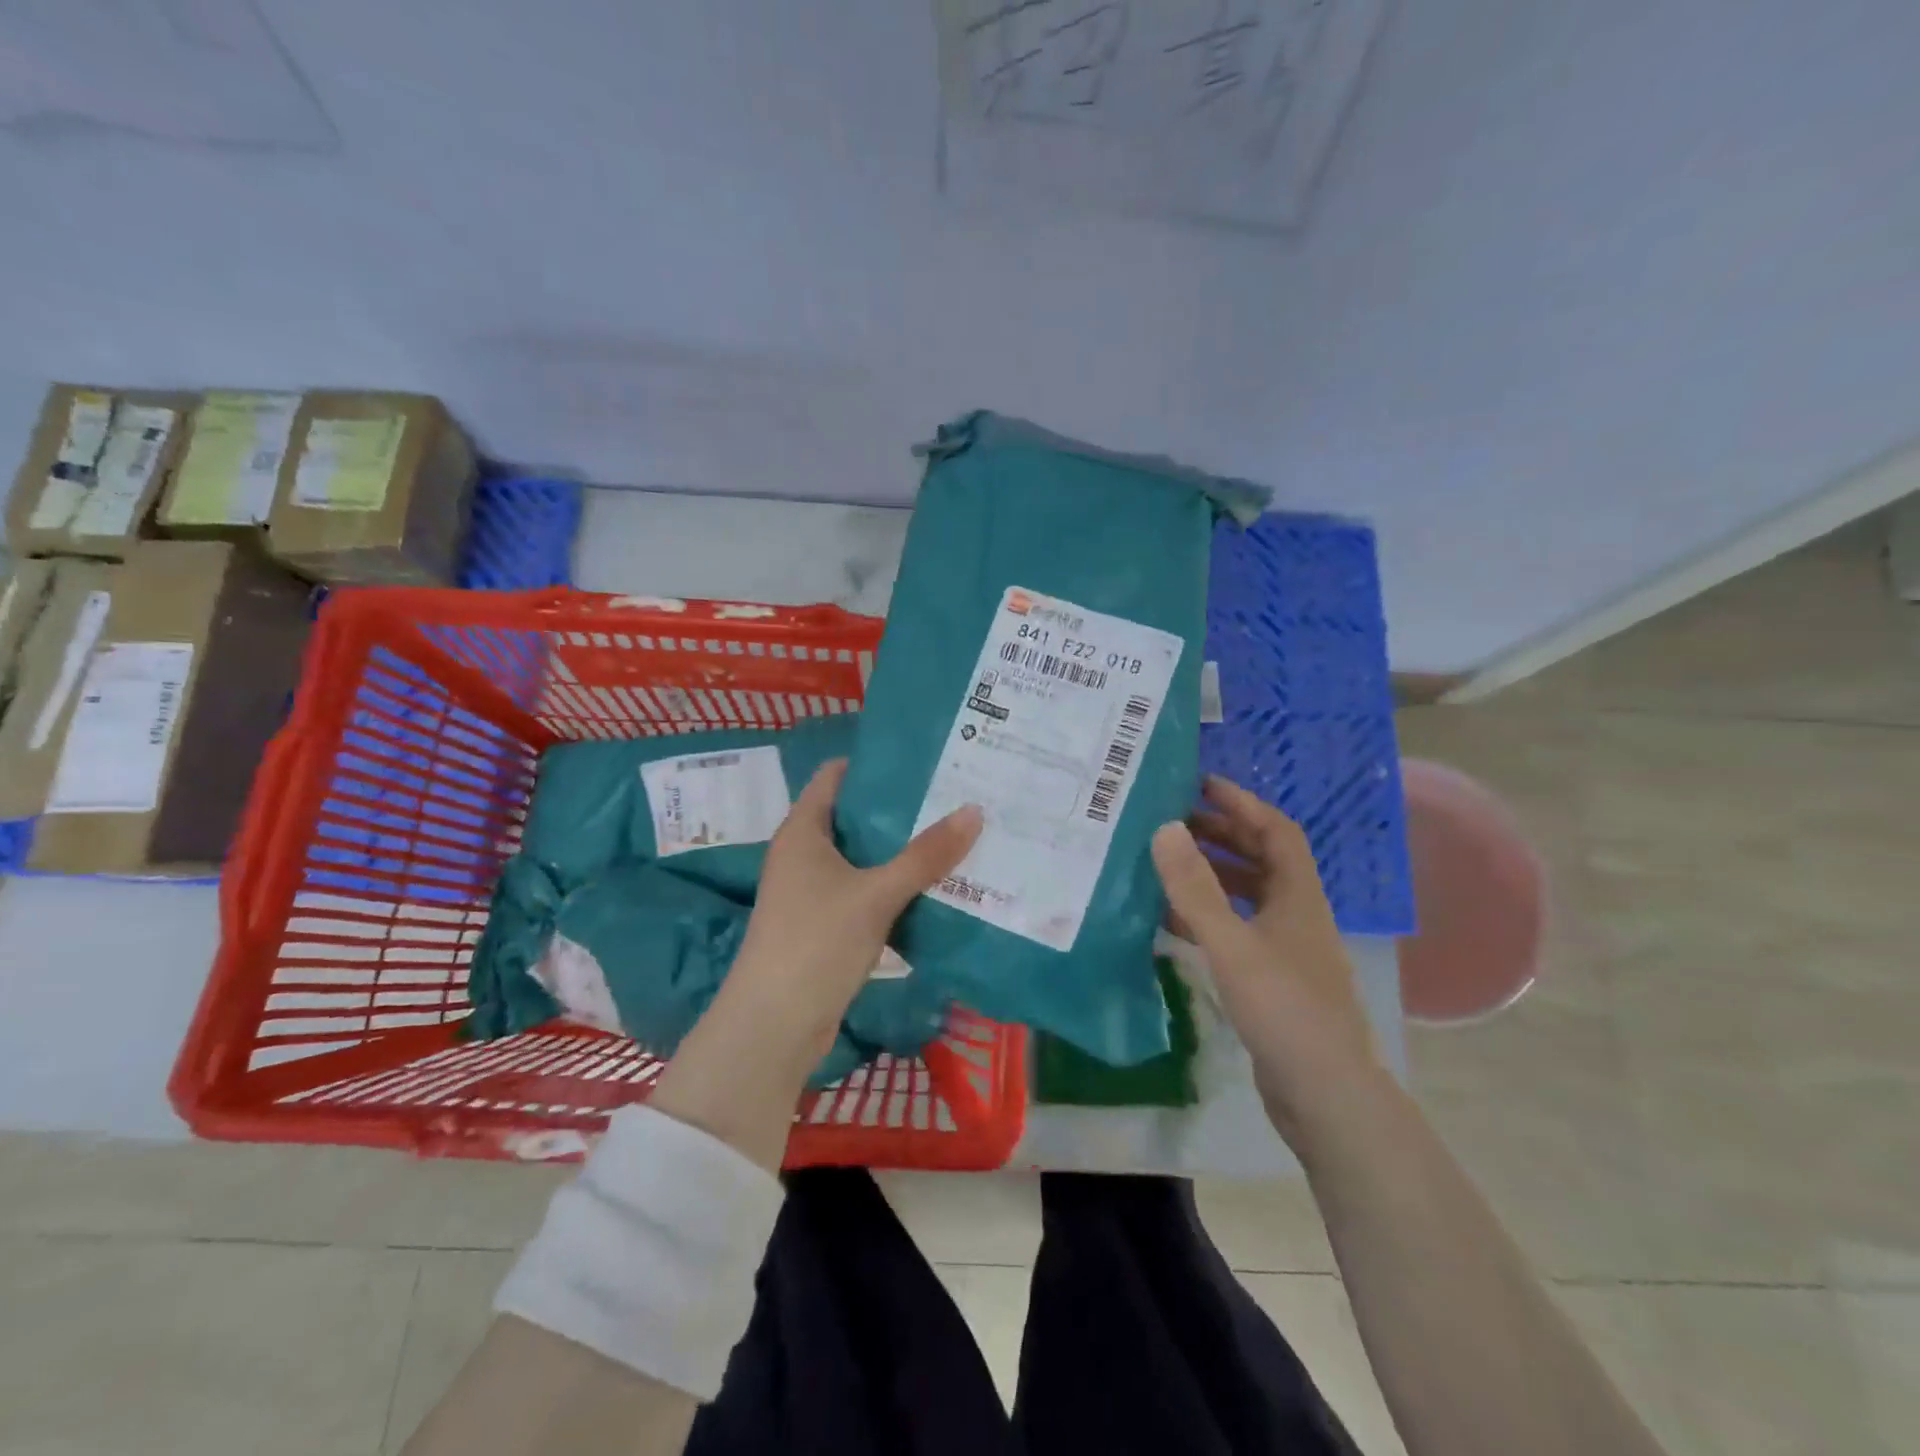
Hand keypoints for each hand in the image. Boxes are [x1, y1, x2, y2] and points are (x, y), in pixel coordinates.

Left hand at [652, 759, 980, 1169]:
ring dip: (902, 848)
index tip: (923, 758)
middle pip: (855, 815)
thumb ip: (926, 855)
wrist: (774, 1027)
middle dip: (900, 807)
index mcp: (803, 830)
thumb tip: (974, 810)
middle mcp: (804, 853)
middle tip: (952, 794)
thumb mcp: (876, 894)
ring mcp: (813, 891)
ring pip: (864, 856)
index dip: (874, 763)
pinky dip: (895, 884)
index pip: (835, 776)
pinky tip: (935, 884)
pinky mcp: (826, 924)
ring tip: (954, 832)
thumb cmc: (816, 942)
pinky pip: (866, 889)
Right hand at [1151, 775, 1382, 1147]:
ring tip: (1168, 864)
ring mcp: (1286, 949)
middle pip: (1262, 859)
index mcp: (1298, 896)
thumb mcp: (1232, 944)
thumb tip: (1166, 827)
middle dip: (1222, 835)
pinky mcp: (1272, 980)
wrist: (1327, 1096)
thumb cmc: (1284, 1010)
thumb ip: (1195, 888)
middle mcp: (1296, 915)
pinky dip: (1209, 916)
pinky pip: (1237, 930)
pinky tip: (1175, 921)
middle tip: (1175, 822)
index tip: (1202, 785)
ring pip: (1248, 896)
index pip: (1276, 830)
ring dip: (1213, 875)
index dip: (1242, 803)